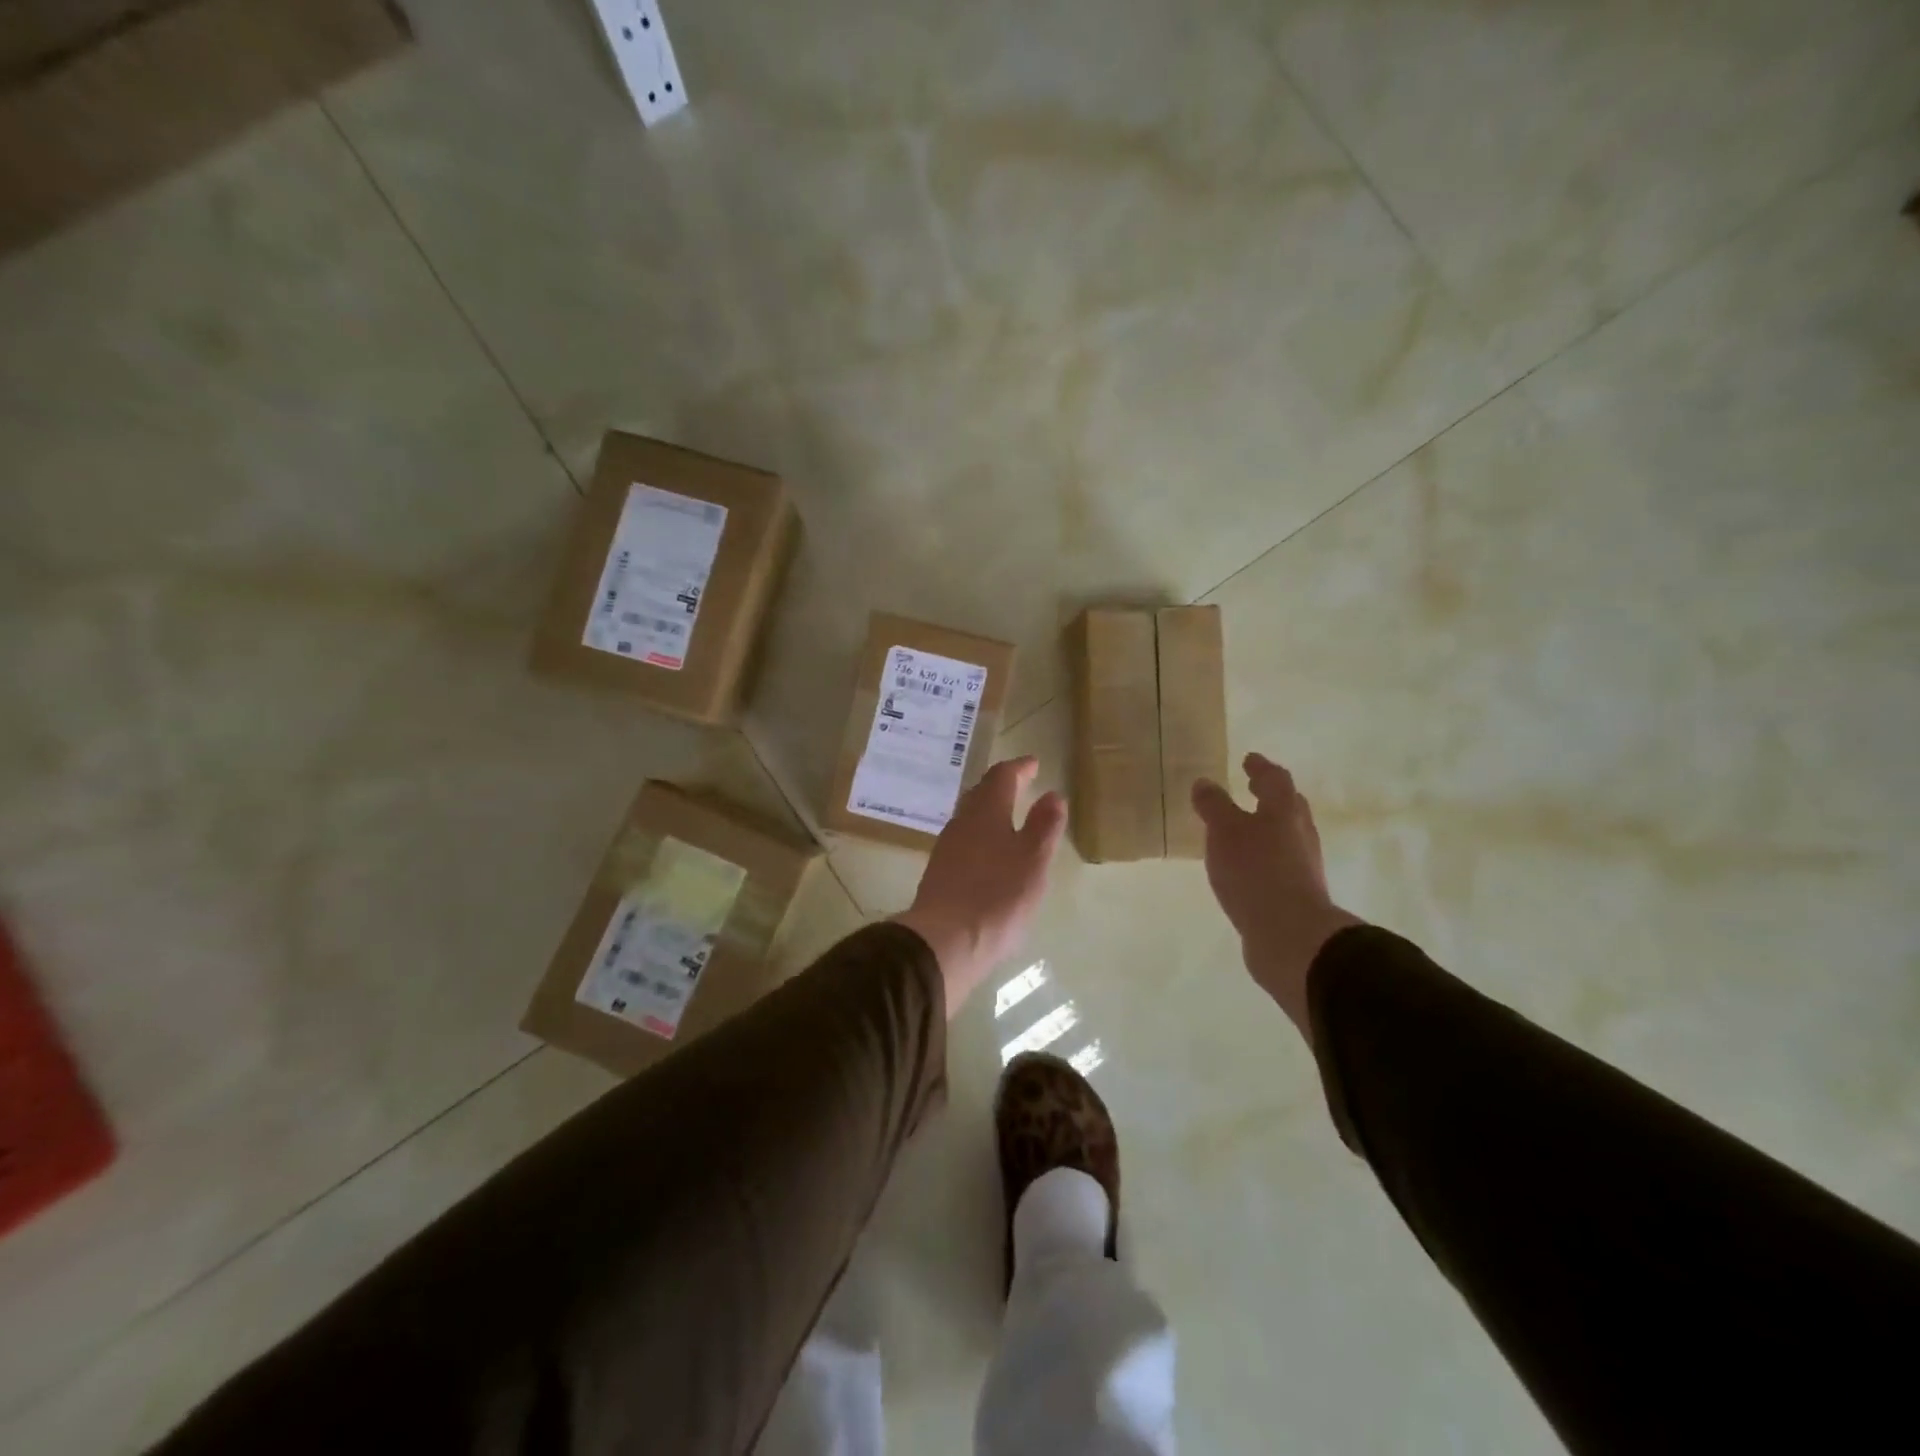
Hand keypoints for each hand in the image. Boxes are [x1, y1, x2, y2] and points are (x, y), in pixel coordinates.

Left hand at [893, 757, 1066, 1017]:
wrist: (943, 941)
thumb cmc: (997, 895)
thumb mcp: (1033, 860)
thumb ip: (1044, 826)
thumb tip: (1052, 795)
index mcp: (986, 811)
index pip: (1002, 776)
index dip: (1019, 768)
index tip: (1033, 763)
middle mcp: (962, 822)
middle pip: (981, 794)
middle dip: (1001, 786)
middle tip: (1020, 783)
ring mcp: (947, 848)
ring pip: (970, 818)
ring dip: (989, 811)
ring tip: (1008, 816)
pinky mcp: (939, 874)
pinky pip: (964, 842)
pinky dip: (981, 836)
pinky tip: (989, 854)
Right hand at [1191, 752, 1363, 1036]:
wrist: (1290, 935)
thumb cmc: (1256, 872)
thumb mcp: (1225, 831)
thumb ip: (1214, 806)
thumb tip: (1205, 782)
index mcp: (1284, 811)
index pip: (1276, 779)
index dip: (1261, 768)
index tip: (1249, 759)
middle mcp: (1300, 834)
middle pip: (1288, 807)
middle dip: (1270, 797)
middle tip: (1251, 789)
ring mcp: (1302, 866)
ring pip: (1285, 836)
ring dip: (1267, 828)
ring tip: (1242, 829)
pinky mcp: (1296, 894)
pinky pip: (1279, 864)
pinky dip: (1263, 856)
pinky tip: (1245, 867)